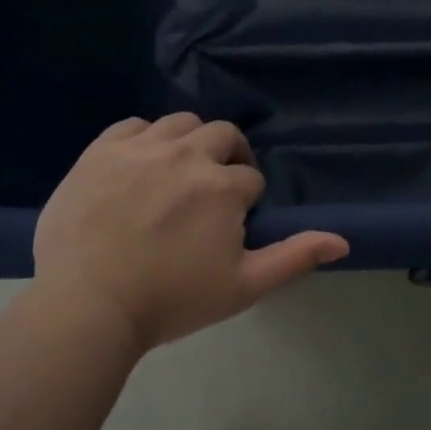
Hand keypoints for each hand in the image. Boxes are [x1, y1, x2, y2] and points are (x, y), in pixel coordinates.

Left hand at [32, 113, 348, 350]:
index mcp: (223, 186)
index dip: (246, 202)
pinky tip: (140, 163)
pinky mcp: (101, 150)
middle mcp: (187, 154)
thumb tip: (343, 239)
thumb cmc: (171, 300)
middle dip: (228, 159)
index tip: (228, 227)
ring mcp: (141, 148)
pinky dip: (145, 138)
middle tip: (212, 192)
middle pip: (223, 136)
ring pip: (181, 123)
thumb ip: (293, 257)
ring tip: (178, 173)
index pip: (250, 179)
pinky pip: (133, 125)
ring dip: (190, 142)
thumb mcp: (242, 286)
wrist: (87, 306)